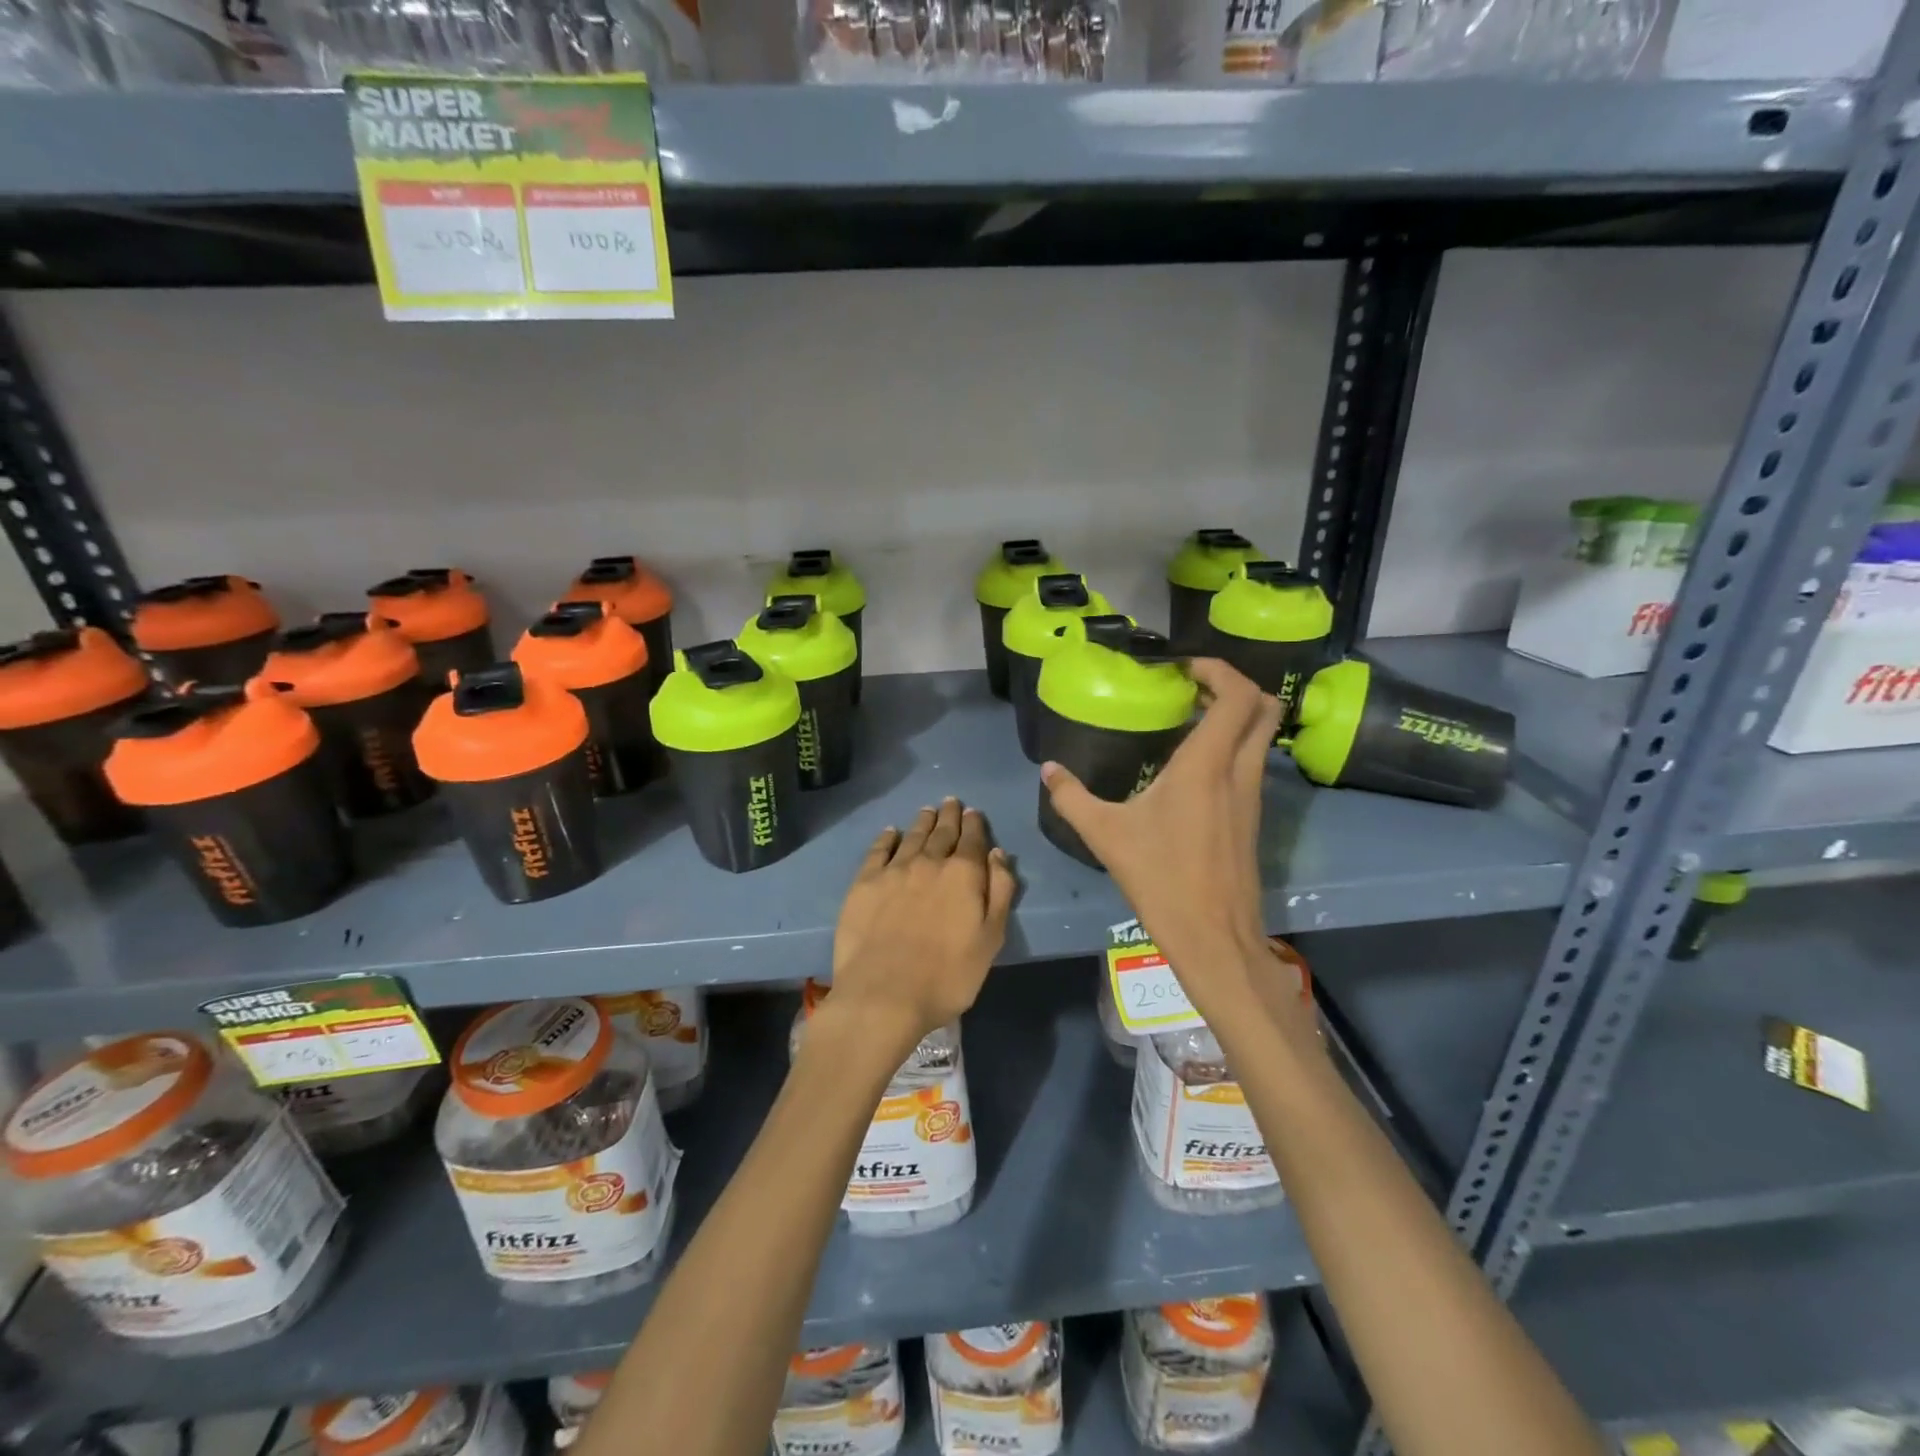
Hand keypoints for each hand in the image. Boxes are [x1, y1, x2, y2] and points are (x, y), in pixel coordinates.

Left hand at [827, 798, 1016, 1052]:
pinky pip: (878, 850)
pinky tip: (890, 832)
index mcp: (963, 874)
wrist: (884, 995)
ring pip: (912, 836)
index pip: (972, 839)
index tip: (973, 812)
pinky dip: (886, 837)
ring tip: (927, 811)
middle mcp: (929, 862)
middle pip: (942, 832)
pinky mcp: (864, 883)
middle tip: (951, 802)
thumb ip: (999, 892)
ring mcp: (893, 870)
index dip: (974, 824)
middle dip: (949, 816)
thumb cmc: (947, 975)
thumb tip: (997, 854)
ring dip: (922, 821)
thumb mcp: (990, 939)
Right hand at [1041, 659, 1283, 1023]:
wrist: (1214, 938)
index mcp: (1207, 765)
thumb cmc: (1160, 879)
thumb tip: (1047, 770)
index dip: (1219, 669)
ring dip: (1236, 716)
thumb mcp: (1105, 835)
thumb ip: (1071, 797)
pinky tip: (1193, 766)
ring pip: (1263, 736)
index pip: (1238, 696)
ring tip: (1190, 719)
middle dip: (1235, 685)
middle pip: (1265, 708)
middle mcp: (1239, 772)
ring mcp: (1253, 796)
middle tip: (1193, 686)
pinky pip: (1254, 763)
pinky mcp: (1253, 818)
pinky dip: (1234, 746)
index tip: (1184, 668)